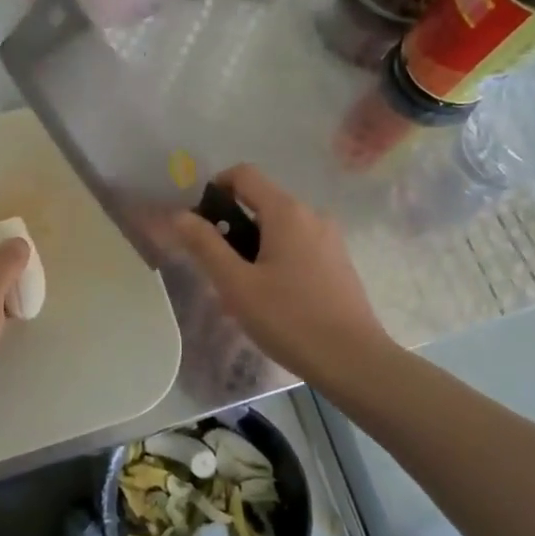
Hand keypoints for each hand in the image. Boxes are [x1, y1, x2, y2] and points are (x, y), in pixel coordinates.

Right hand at [173, 165, 385, 383]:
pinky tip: (271, 300)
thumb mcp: (237, 284)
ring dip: (253, 248)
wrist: (354, 361)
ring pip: (279, 229)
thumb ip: (205, 245)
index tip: (199, 222)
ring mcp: (330, 238)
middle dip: (232, 227)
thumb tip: (180, 215)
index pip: (244, 174)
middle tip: (216, 269)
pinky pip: (297, 247)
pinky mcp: (338, 262)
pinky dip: (276, 260)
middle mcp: (312, 215)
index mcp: (286, 212)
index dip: (215, 187)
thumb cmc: (290, 319)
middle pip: (261, 203)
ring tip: (241, 292)